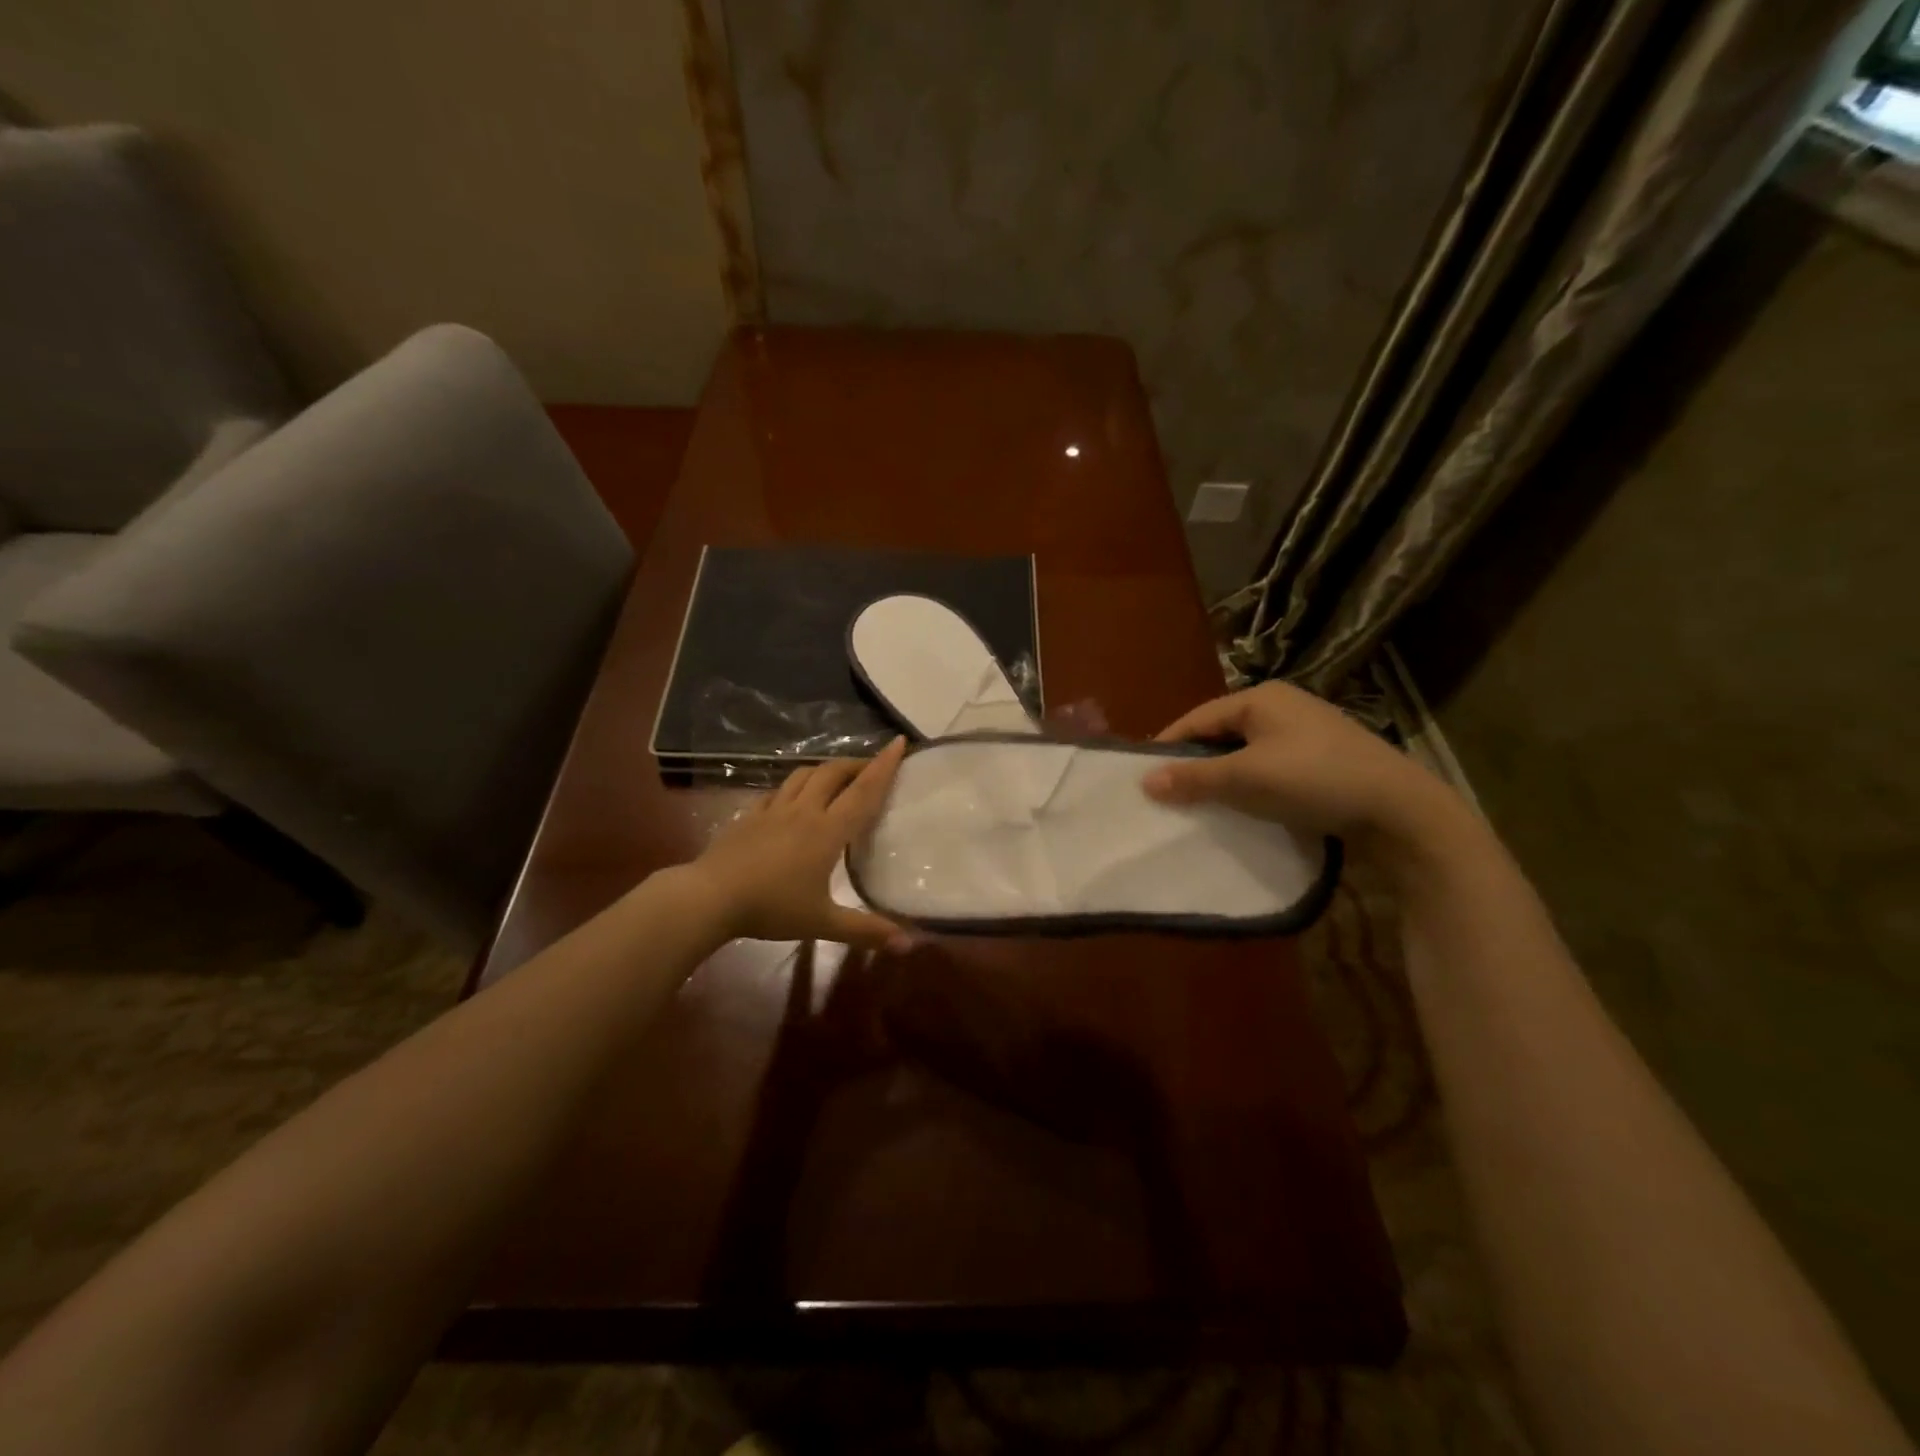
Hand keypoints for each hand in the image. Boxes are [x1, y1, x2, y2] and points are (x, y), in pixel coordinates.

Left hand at [686, 738, 908, 949]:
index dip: (884, 766)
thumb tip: (910, 945)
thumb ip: (866, 931)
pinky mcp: (750, 815)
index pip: (863, 791)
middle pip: (833, 773)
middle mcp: (804, 811)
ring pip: (803, 775)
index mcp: (827, 830)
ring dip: (825, 769)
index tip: (899, 742)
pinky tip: (792, 797)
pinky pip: (777, 791)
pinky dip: (794, 786)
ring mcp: (773, 810)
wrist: (710, 897)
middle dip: (855, 763)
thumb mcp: (823, 923)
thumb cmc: (771, 907)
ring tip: (836, 776)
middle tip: (871, 766)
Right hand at [1142, 681, 1456, 842]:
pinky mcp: (1322, 759)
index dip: (1168, 747)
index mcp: (1261, 698)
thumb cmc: (1315, 780)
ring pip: (1245, 752)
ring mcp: (1306, 732)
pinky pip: (1269, 767)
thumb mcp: (1247, 779)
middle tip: (1170, 795)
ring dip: (1222, 777)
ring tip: (1201, 805)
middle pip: (1221, 734)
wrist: (1401, 809)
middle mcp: (1282, 706)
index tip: (1143, 777)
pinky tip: (1244, 807)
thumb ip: (1194, 778)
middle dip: (1195, 764)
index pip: (1197, 718)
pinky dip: (1250, 784)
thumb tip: (1145, 781)